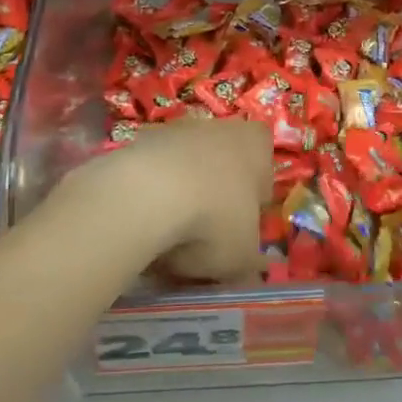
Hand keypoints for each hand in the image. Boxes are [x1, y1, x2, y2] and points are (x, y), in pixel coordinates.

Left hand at [62, 118, 272, 284]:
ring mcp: (175, 129)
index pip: (265, 166)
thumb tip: (252, 275)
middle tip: (206, 235)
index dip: (255, 199)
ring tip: (168, 236)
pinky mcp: (136, 141)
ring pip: (184, 167)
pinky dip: (149, 194)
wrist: (146, 197)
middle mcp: (219, 126)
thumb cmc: (215, 220)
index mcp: (256, 144)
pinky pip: (151, 173)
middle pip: (222, 164)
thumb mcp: (243, 256)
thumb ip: (251, 264)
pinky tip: (142, 224)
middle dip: (216, 195)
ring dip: (180, 194)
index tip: (243, 227)